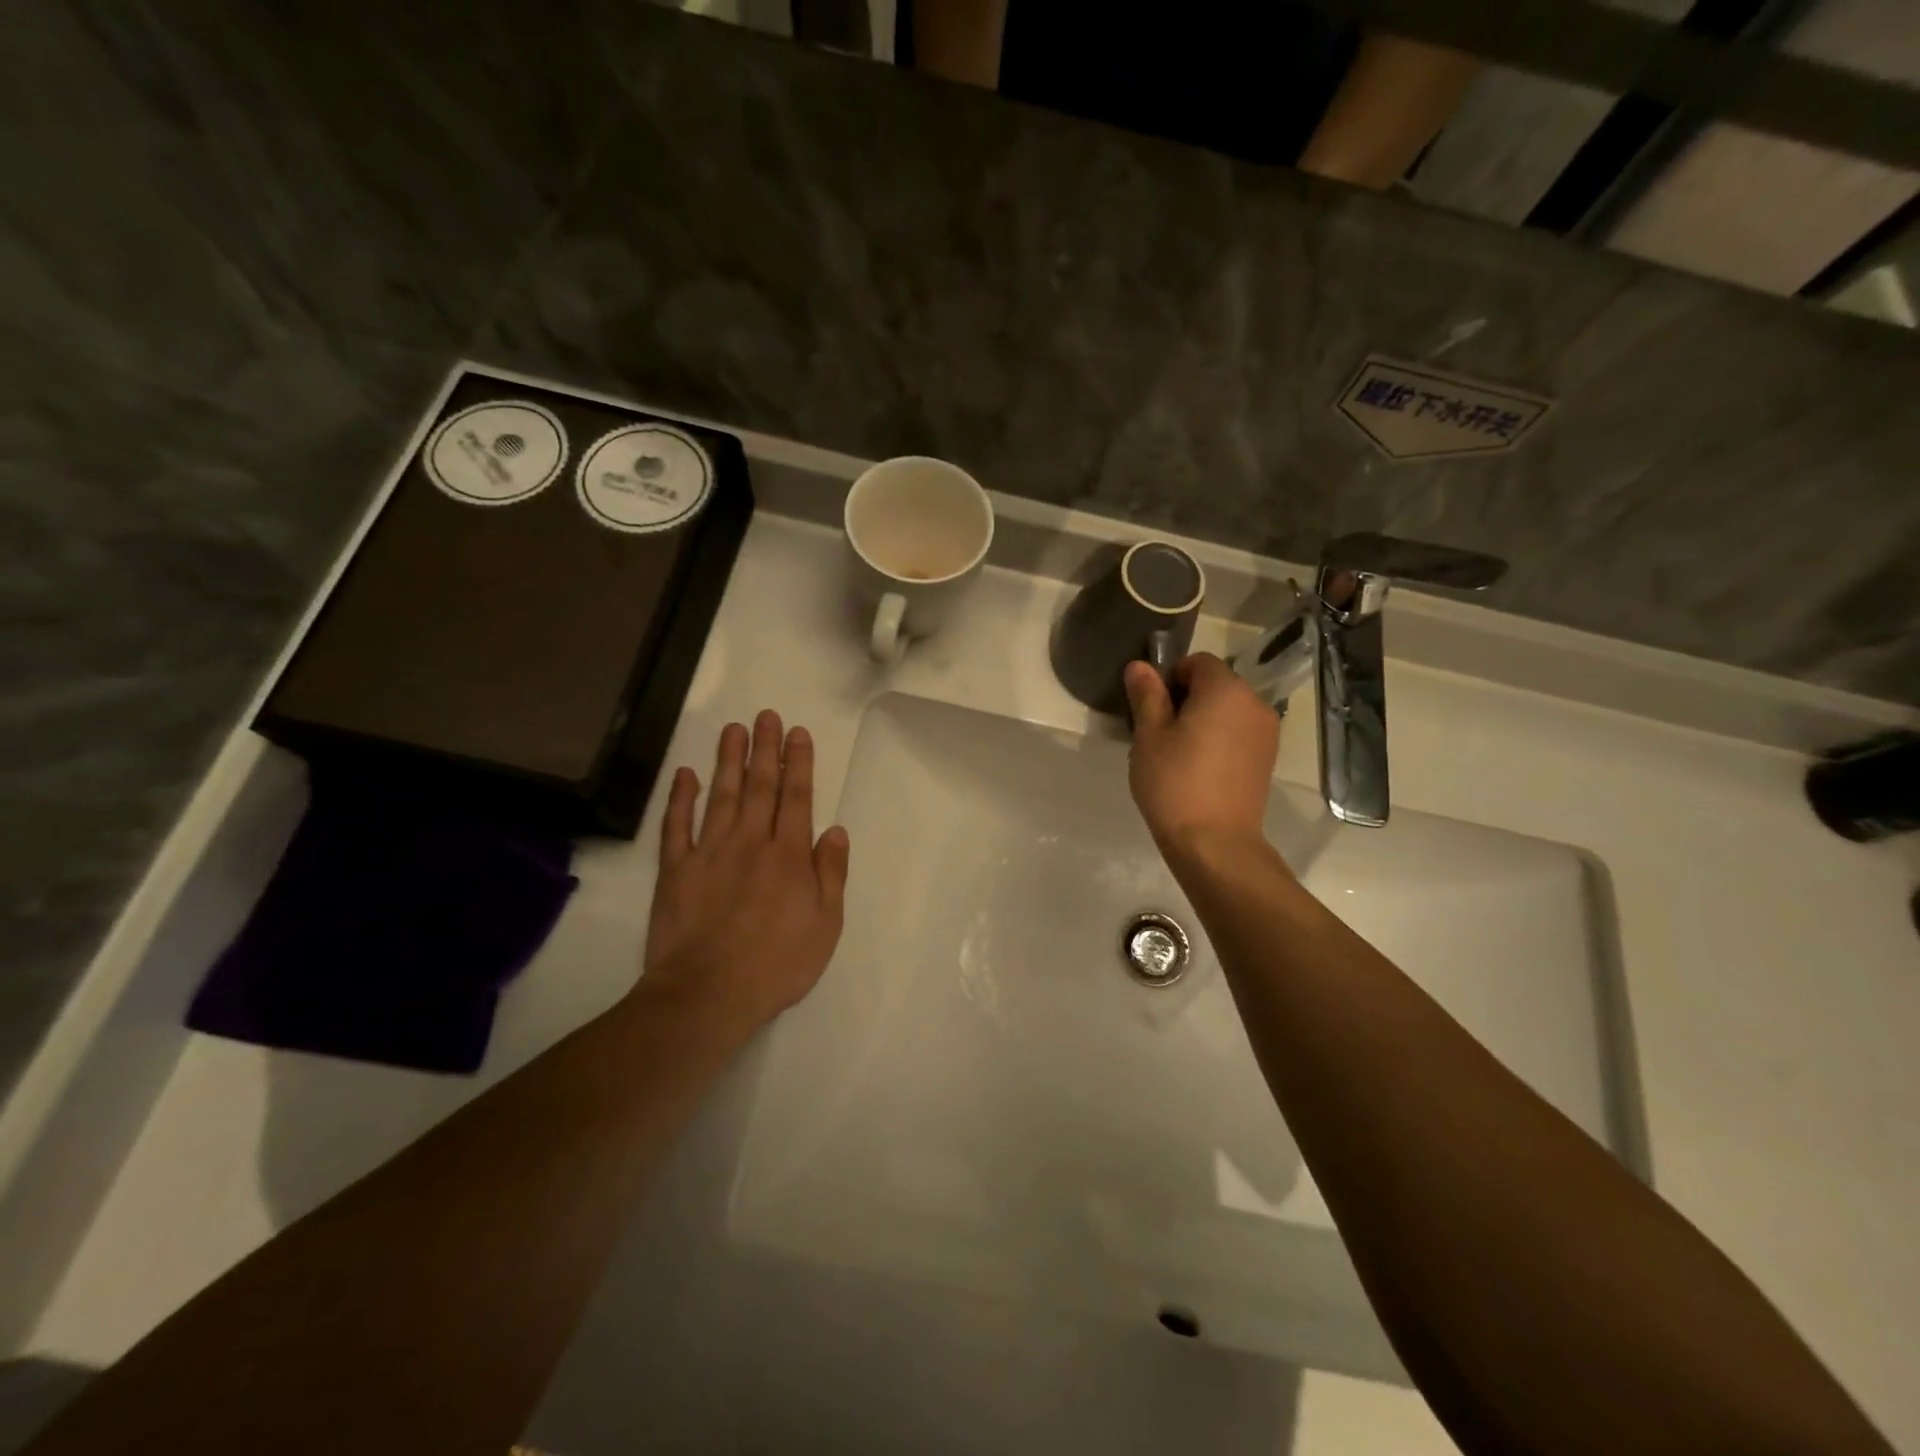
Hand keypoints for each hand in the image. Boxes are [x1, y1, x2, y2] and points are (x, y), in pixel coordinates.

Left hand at [640, 711, 849, 1032]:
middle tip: (765, 716)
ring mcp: (709, 853)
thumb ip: (831, 873)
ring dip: (728, 761)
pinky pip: (678, 827)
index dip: (798, 763)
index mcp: (789, 856)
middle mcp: (750, 843)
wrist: (708, 994)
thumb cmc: (777, 964)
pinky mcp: (676, 871)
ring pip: (721, 796)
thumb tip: (835, 830)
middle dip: (764, 749)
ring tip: (733, 730)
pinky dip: (681, 799)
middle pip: (760, 787)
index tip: (796, 733)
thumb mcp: (826, 925)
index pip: (796, 798)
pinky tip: (685, 775)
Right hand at [1124, 654, 1280, 857]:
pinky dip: (1219, 739)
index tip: (1151, 708)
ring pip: (1227, 709)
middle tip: (1159, 733)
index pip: (1197, 662)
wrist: (1214, 843)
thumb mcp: (1149, 736)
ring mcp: (1266, 732)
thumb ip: (1147, 695)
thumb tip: (1140, 666)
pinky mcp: (1267, 758)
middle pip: (1216, 684)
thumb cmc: (1175, 783)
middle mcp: (1254, 703)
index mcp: (1226, 689)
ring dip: (1203, 719)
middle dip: (1187, 698)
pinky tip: (1199, 769)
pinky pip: (1238, 733)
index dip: (1170, 678)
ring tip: (1178, 754)